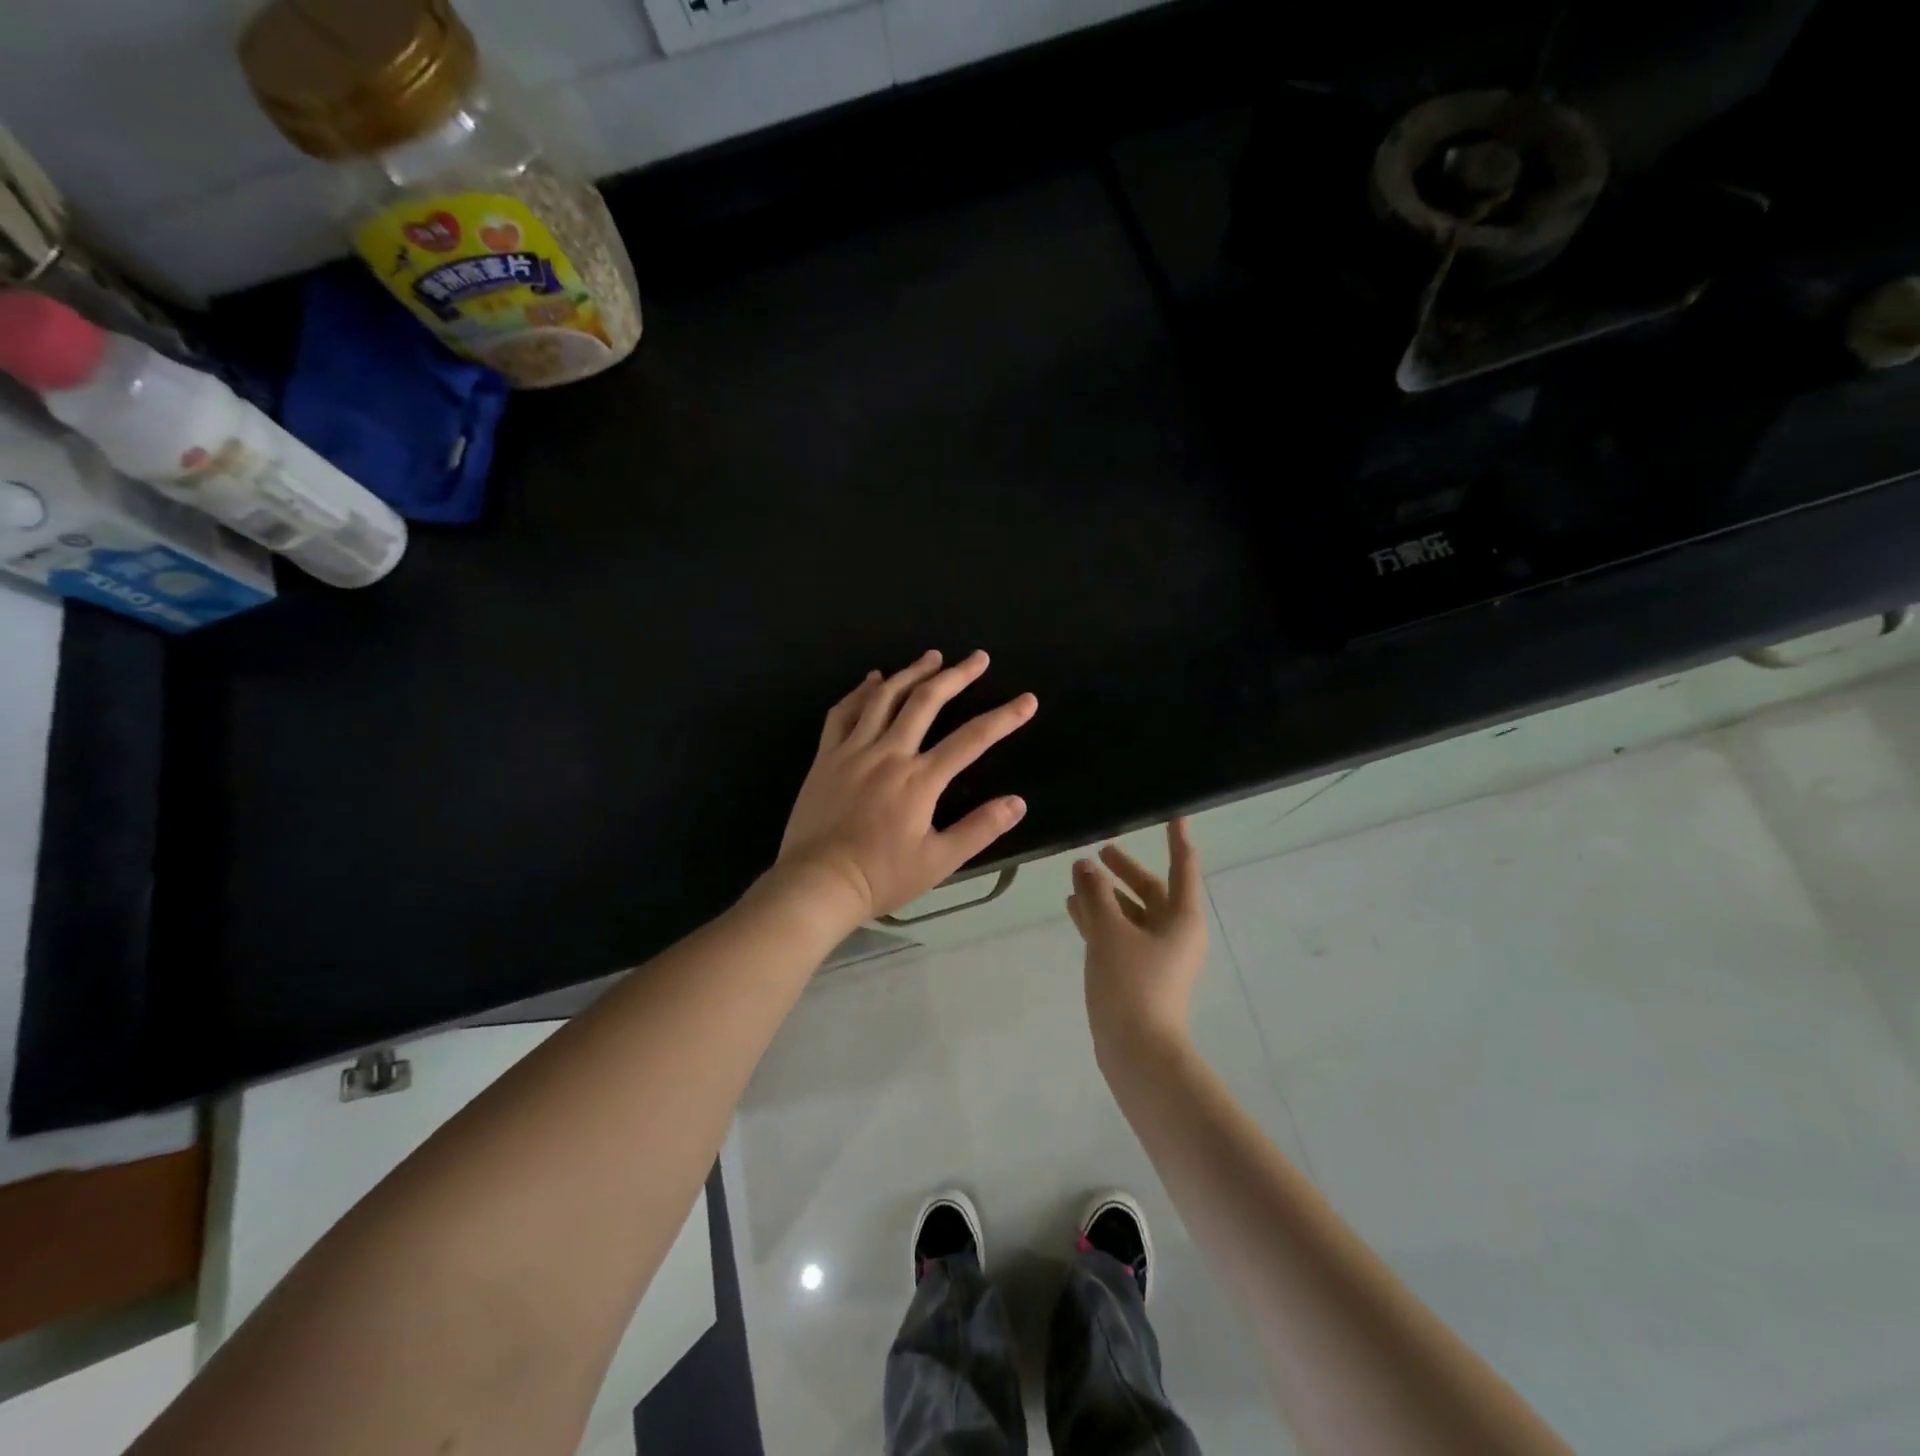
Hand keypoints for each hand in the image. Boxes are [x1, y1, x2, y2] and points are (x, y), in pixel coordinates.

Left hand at [774, 650, 1036, 924]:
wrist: (817, 882)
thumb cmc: (881, 876)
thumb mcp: (939, 861)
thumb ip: (979, 829)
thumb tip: (1018, 802)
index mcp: (920, 780)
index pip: (972, 739)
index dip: (1004, 717)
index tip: (1027, 701)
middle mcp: (888, 754)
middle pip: (926, 702)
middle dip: (957, 676)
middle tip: (978, 658)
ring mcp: (853, 750)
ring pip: (884, 698)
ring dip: (912, 673)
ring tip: (932, 657)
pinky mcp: (826, 756)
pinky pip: (843, 712)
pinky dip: (861, 691)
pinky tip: (874, 679)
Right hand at [1068, 819, 1206, 1057]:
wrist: (1138, 1053)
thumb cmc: (1132, 984)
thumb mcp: (1110, 932)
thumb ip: (1096, 895)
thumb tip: (1085, 866)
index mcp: (1182, 918)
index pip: (1183, 867)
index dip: (1177, 839)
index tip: (1174, 815)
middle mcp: (1174, 933)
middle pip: (1152, 890)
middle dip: (1126, 869)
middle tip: (1101, 849)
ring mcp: (1156, 955)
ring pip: (1132, 913)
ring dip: (1107, 895)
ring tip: (1076, 878)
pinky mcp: (1137, 973)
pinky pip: (1120, 934)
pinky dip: (1100, 919)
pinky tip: (1074, 908)